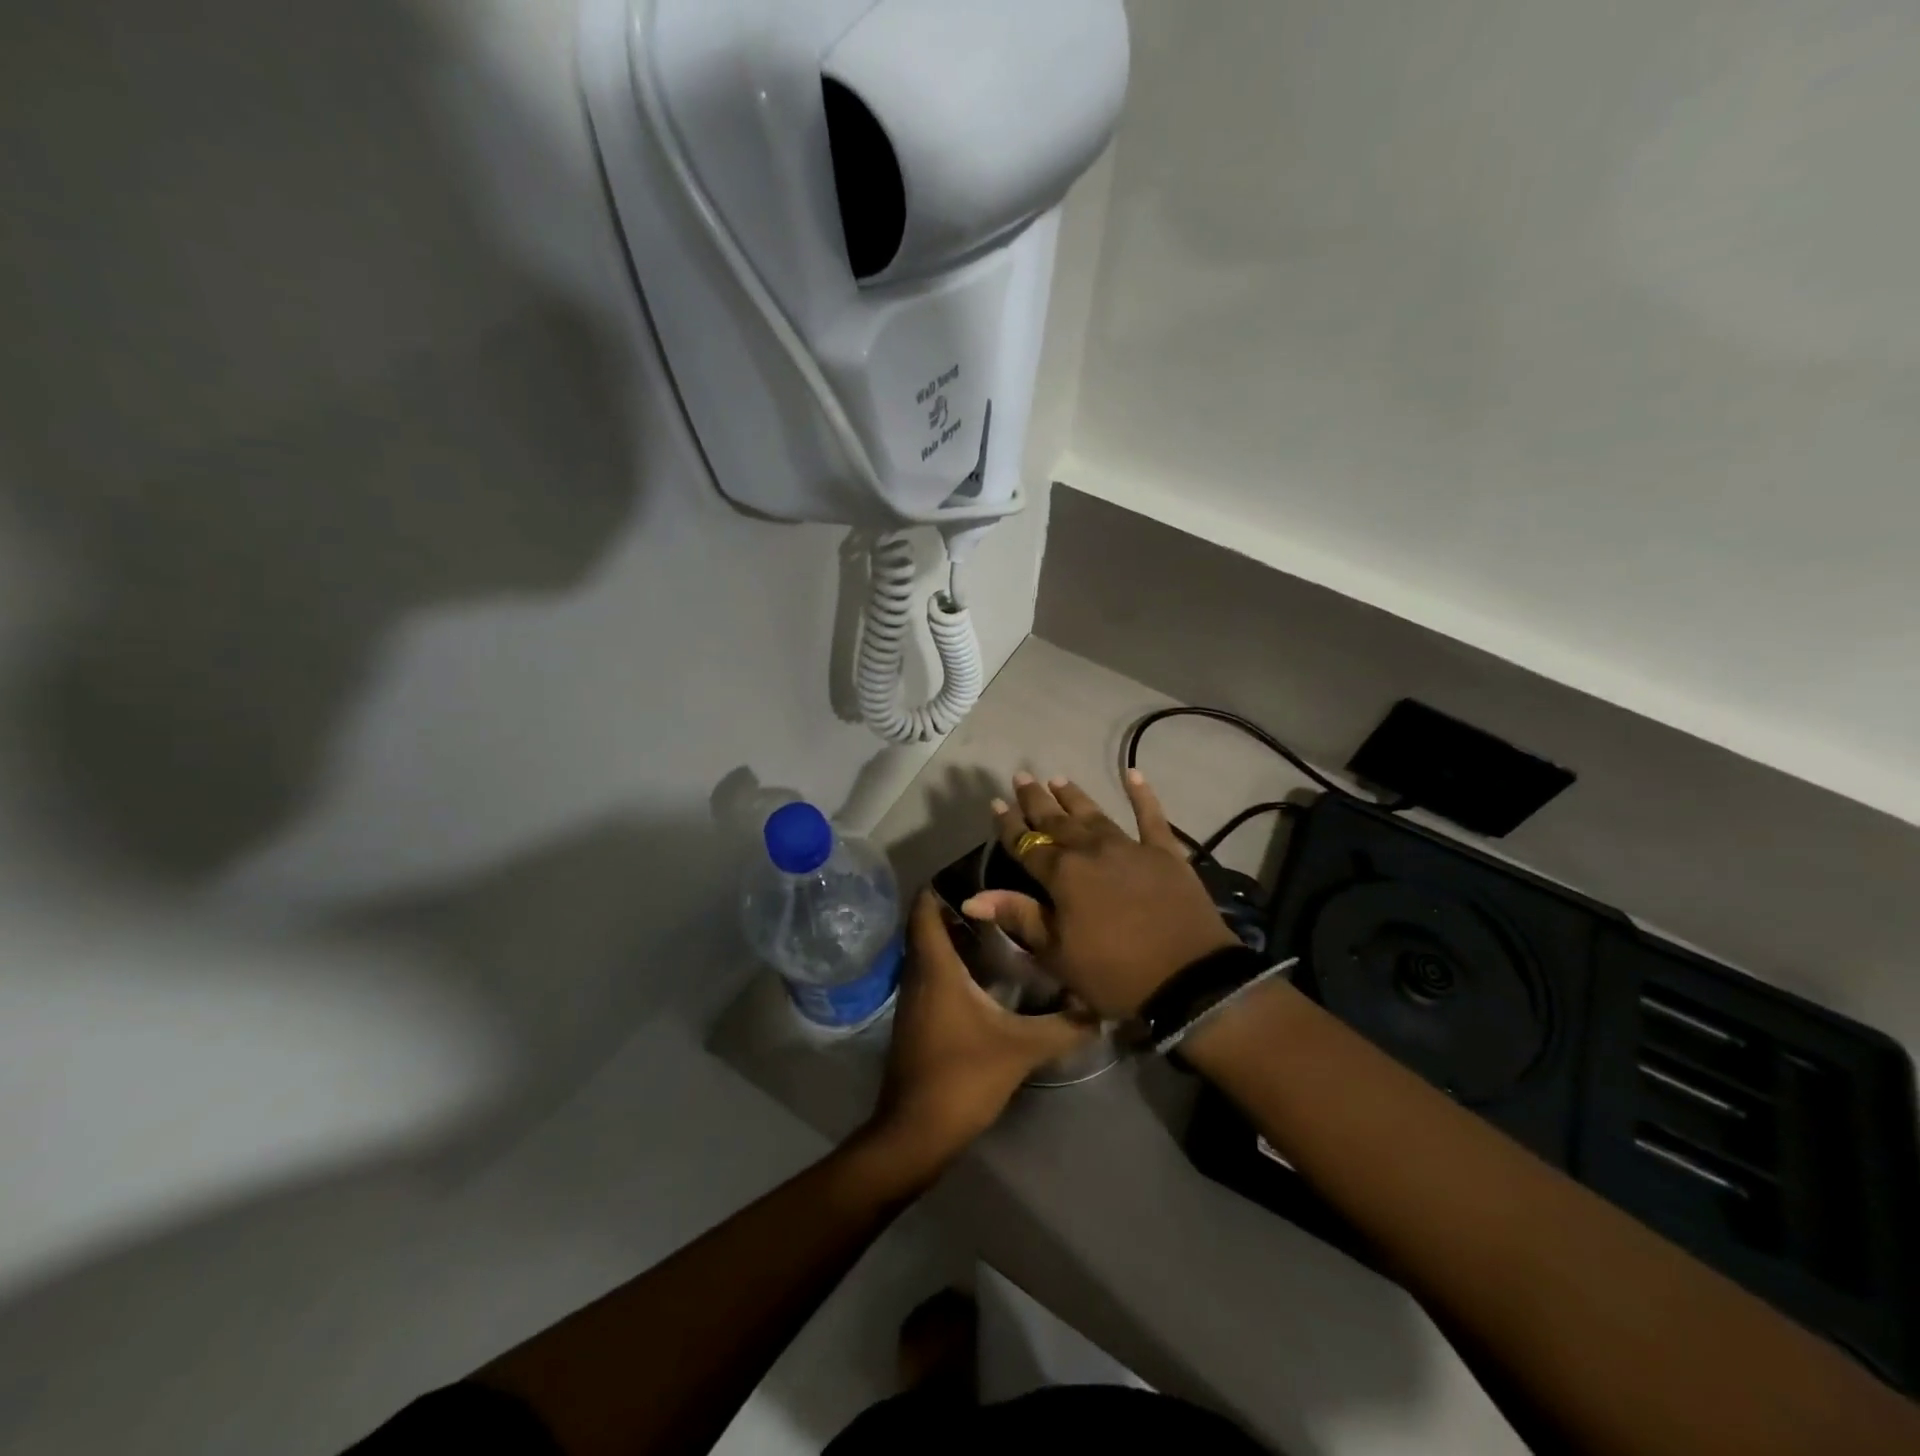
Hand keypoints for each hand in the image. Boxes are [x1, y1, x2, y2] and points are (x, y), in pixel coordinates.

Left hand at [865, 890, 1094, 1173]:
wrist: (917, 1132)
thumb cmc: (963, 1077)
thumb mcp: (1022, 1049)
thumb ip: (1064, 1026)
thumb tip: (1100, 1007)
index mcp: (935, 967)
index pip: (924, 908)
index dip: (942, 883)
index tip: (978, 869)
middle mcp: (918, 974)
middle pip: (928, 925)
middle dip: (957, 907)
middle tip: (1001, 896)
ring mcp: (914, 999)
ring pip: (930, 952)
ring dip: (956, 936)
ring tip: (1000, 928)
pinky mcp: (917, 1020)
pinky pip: (931, 975)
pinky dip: (953, 963)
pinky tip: (987, 975)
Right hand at [963, 771, 1240, 1018]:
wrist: (1189, 980)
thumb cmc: (1114, 974)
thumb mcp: (1057, 954)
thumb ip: (1018, 917)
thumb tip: (971, 899)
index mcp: (1062, 875)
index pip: (1027, 843)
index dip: (1009, 824)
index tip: (996, 803)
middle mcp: (1092, 850)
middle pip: (1057, 821)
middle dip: (1037, 800)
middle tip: (1022, 776)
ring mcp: (1130, 847)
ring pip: (1095, 814)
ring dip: (1074, 797)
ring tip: (1058, 779)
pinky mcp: (1165, 853)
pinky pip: (1151, 817)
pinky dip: (1142, 794)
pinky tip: (1133, 773)